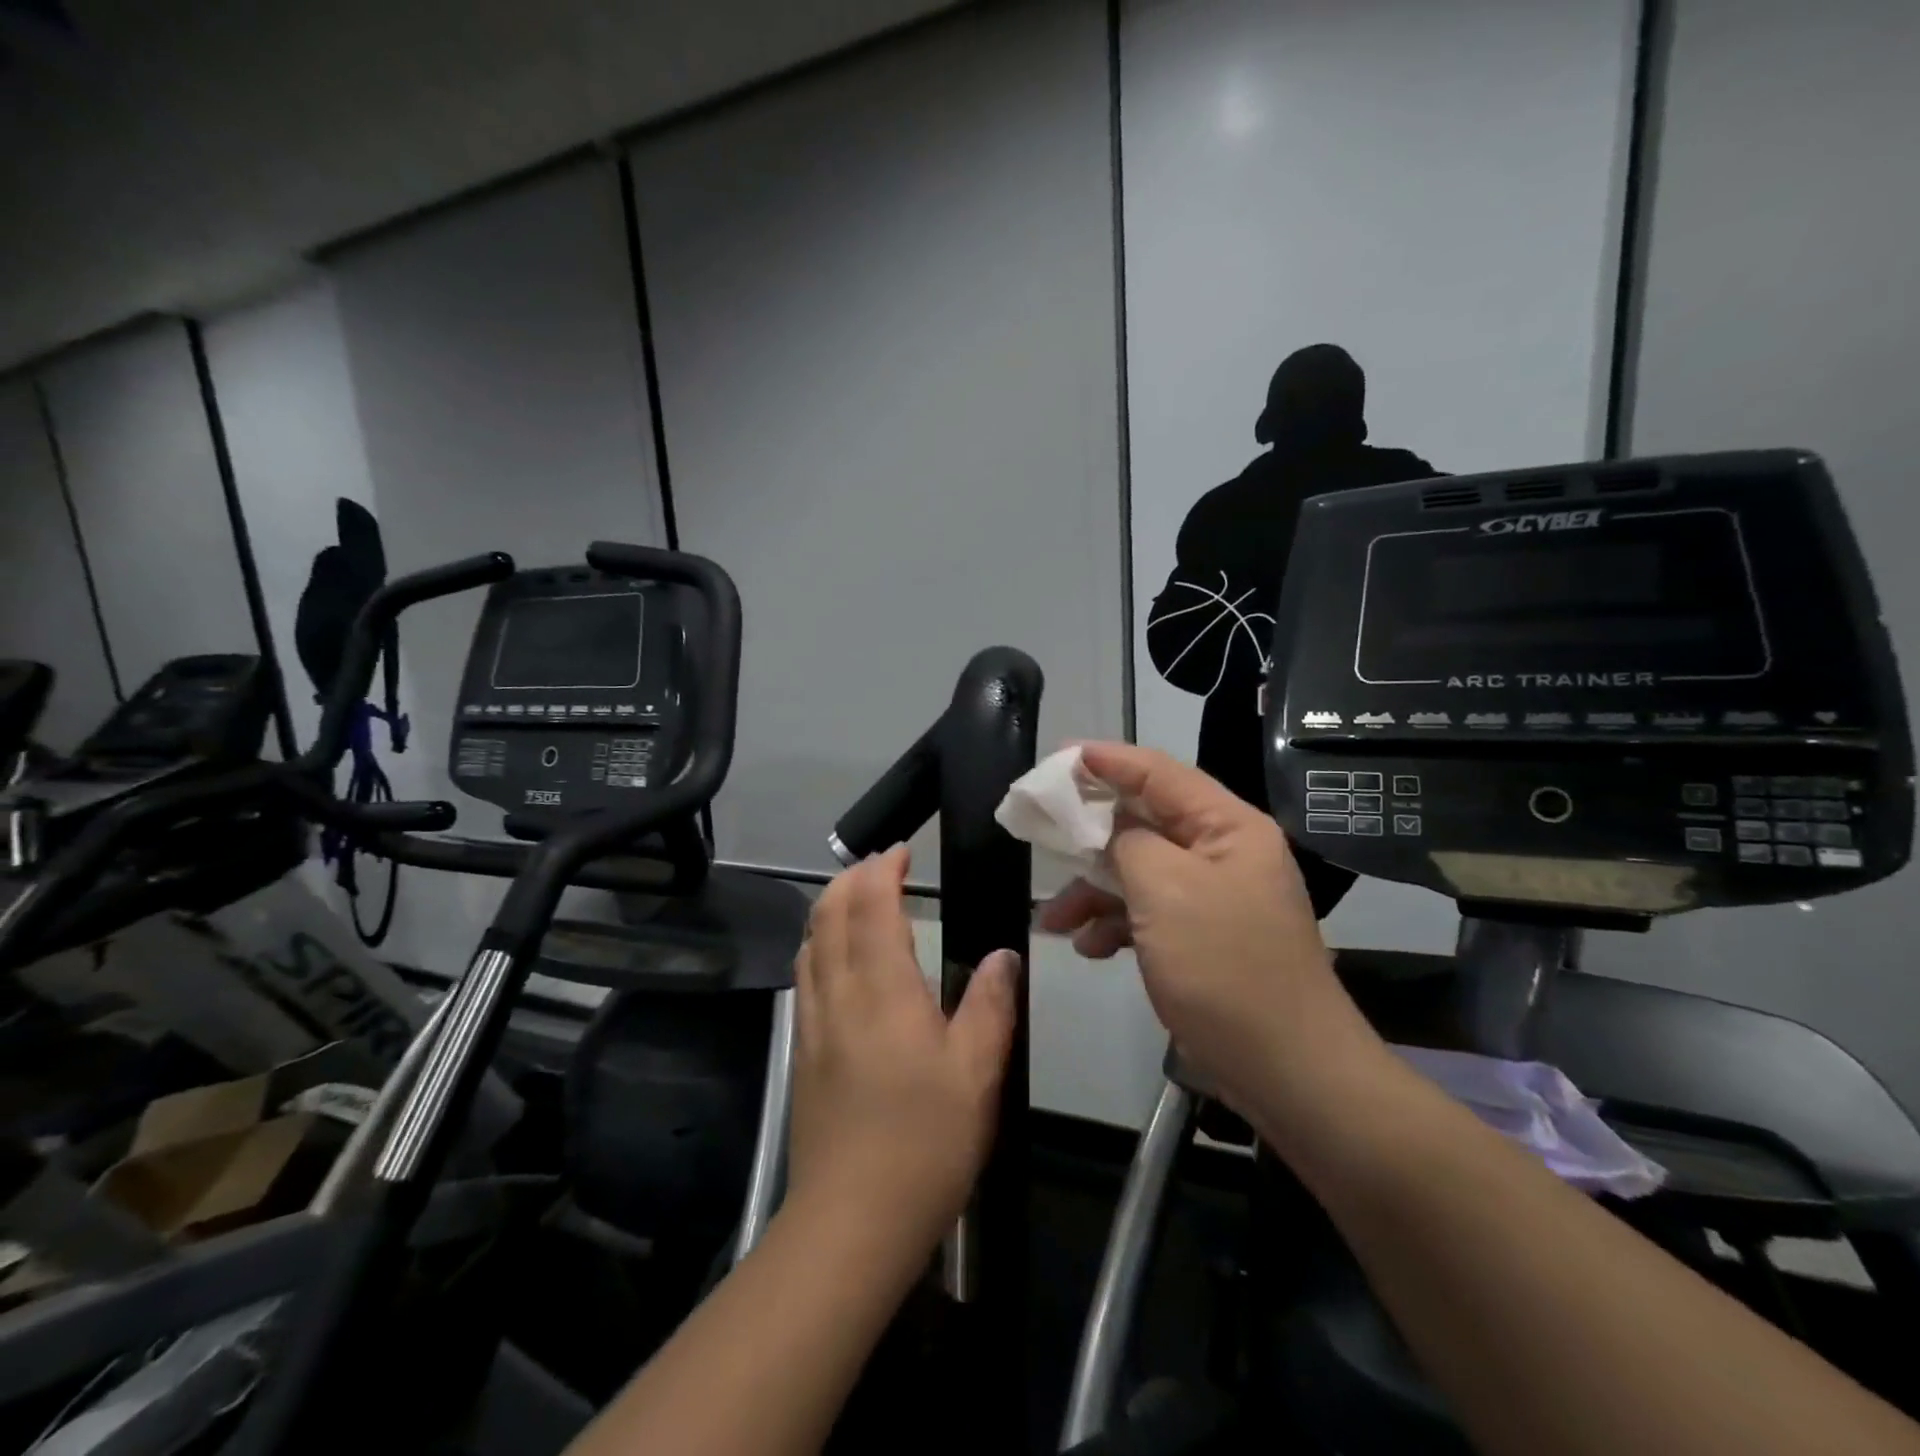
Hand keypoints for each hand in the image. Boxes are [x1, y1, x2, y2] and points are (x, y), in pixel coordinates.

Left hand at [788, 845, 1018, 1246]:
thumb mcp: (977, 1074)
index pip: (871, 907)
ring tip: (857, 898)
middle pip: (828, 914)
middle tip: (880, 867)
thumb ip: (990, 1006)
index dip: (881, 871)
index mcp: (884, 991)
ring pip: (809, 942)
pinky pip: (804, 975)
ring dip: (829, 907)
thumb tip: (1003, 955)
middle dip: (850, 879)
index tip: (900, 852)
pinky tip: (836, 958)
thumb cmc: (924, 1143)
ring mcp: (813, 1023)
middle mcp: (839, 994)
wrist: (851, 1221)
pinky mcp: (802, 1051)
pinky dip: (818, 943)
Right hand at [1038, 742, 1384, 1118]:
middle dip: (1089, 833)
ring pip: (1138, 872)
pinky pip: (1147, 913)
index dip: (1107, 761)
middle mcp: (1221, 853)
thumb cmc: (1224, 967)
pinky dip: (1114, 924)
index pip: (1159, 773)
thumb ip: (1128, 842)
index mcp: (1227, 827)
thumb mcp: (1166, 891)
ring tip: (1052, 919)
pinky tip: (1088, 948)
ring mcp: (1211, 898)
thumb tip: (1109, 829)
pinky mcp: (1200, 938)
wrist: (1286, 1072)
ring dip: (1093, 890)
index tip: (1056, 759)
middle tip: (1040, 830)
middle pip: (1144, 822)